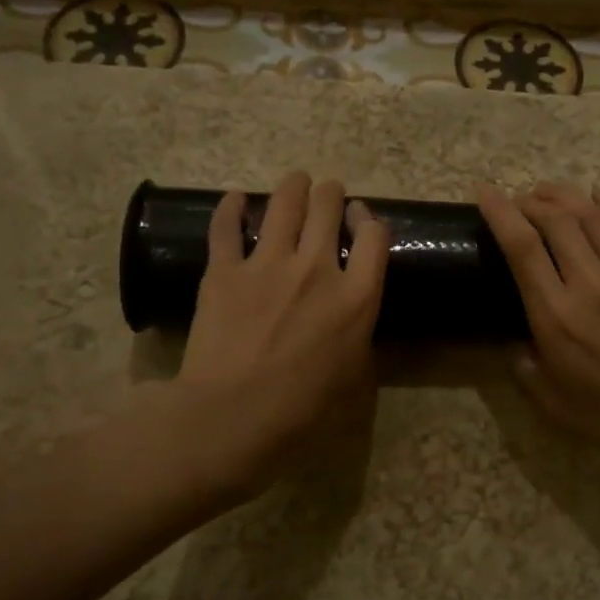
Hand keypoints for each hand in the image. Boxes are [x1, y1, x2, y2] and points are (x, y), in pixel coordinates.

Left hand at [169, 172, 389, 501]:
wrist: (231, 416)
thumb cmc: (300, 410)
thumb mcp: (353, 380)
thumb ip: (359, 340)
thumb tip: (354, 323)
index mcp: (357, 297)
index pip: (375, 236)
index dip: (369, 220)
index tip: (359, 219)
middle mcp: (317, 268)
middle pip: (329, 207)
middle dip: (330, 194)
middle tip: (326, 195)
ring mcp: (268, 264)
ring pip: (285, 203)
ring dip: (293, 187)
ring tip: (295, 182)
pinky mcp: (224, 270)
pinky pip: (227, 227)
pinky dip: (231, 207)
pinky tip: (234, 198)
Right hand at [477, 181, 599, 479]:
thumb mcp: (552, 402)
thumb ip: (524, 367)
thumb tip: (515, 339)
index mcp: (556, 316)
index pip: (522, 247)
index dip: (500, 212)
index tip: (485, 192)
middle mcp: (590, 284)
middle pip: (556, 220)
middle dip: (531, 201)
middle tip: (521, 201)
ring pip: (593, 215)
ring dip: (565, 196)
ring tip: (550, 193)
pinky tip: (599, 195)